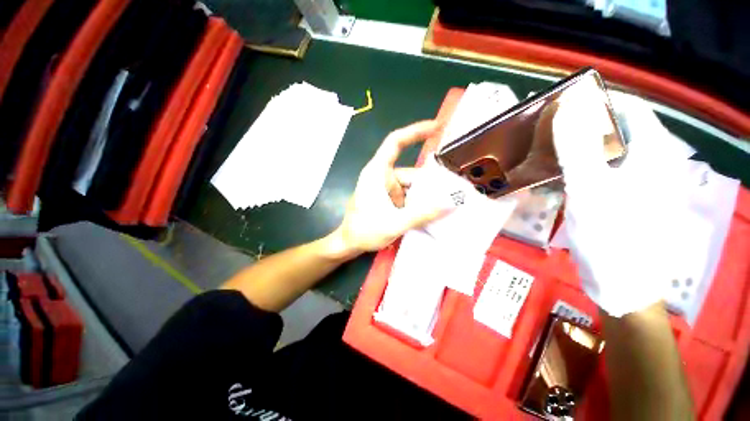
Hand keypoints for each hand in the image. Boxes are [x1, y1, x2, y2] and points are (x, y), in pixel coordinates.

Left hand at [331, 121, 451, 256]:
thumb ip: (422, 214)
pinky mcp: (389, 199)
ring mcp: (386, 188)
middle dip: (431, 183)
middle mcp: (383, 176)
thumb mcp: (394, 223)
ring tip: (447, 206)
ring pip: (412, 186)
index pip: (395, 142)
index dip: (415, 131)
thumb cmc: (364, 231)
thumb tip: (451, 203)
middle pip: (412, 172)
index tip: (437, 126)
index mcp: (378, 172)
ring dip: (426, 197)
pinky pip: (408, 196)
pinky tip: (431, 213)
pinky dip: (419, 203)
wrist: (348, 244)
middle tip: (455, 193)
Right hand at [552, 82, 688, 316]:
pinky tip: (559, 176)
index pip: (628, 107)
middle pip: (617, 128)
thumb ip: (577, 147)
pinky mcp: (626, 197)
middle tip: (547, 131)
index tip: (561, 106)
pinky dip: (580, 168)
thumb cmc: (611, 236)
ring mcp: (641, 181)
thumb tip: (564, 109)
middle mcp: (653, 161)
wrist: (622, 285)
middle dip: (582, 126)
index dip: (595, 101)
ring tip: (547, 152)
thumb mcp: (590, 189)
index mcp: (655, 152)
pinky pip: (602, 171)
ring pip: (607, 150)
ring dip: (577, 148)